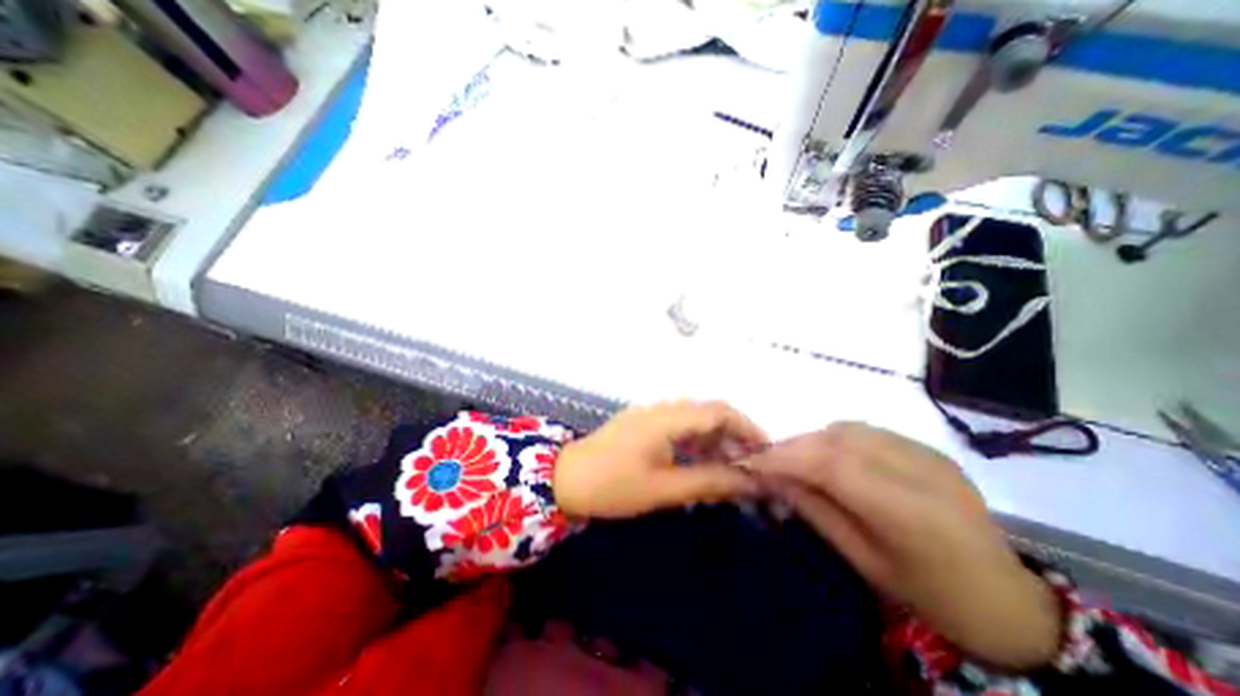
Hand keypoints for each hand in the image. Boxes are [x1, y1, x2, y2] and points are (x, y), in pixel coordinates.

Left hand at [553, 400, 765, 519]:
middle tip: (748, 467)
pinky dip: (695, 441)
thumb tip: (750, 482)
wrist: (565, 479)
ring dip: (714, 439)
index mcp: (666, 418)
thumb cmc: (613, 486)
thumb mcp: (664, 489)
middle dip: (733, 436)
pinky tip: (699, 462)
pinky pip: (677, 426)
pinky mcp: (642, 424)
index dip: (746, 428)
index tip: (765, 453)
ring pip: (693, 419)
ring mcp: (649, 414)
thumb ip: (708, 481)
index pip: (718, 411)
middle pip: (708, 412)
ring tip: (728, 468)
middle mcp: (661, 409)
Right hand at [745, 421, 1066, 671]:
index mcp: (911, 513)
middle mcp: (921, 471)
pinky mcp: (927, 447)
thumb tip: (769, 476)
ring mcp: (927, 454)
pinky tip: (827, 458)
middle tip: (765, 461)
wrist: (1007, 599)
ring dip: (810, 440)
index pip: (832, 465)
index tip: (750, 461)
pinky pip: (864, 431)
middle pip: (837, 440)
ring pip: (847, 429)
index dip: (784, 457)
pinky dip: (833, 439)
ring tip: (793, 460)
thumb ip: (813, 510)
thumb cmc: (930, 594)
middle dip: (792, 446)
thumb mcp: (862, 561)